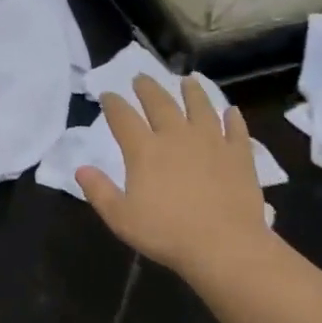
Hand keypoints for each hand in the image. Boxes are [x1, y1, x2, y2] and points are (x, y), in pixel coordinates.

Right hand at [76, 75, 271, 283]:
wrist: (224, 245)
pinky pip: (236, 130)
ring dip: (192, 92)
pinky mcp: (240, 155)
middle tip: (141, 77)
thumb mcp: (121, 217)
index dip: (113, 104)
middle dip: (148, 88)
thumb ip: (98, 191)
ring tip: (188, 81)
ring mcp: (212, 142)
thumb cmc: (166, 233)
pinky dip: (233, 118)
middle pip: (160, 104)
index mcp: (144, 150)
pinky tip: (231, 111)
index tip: (107, 94)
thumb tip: (80, 168)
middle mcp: (177, 136)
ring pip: (200, 107)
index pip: (123, 118)